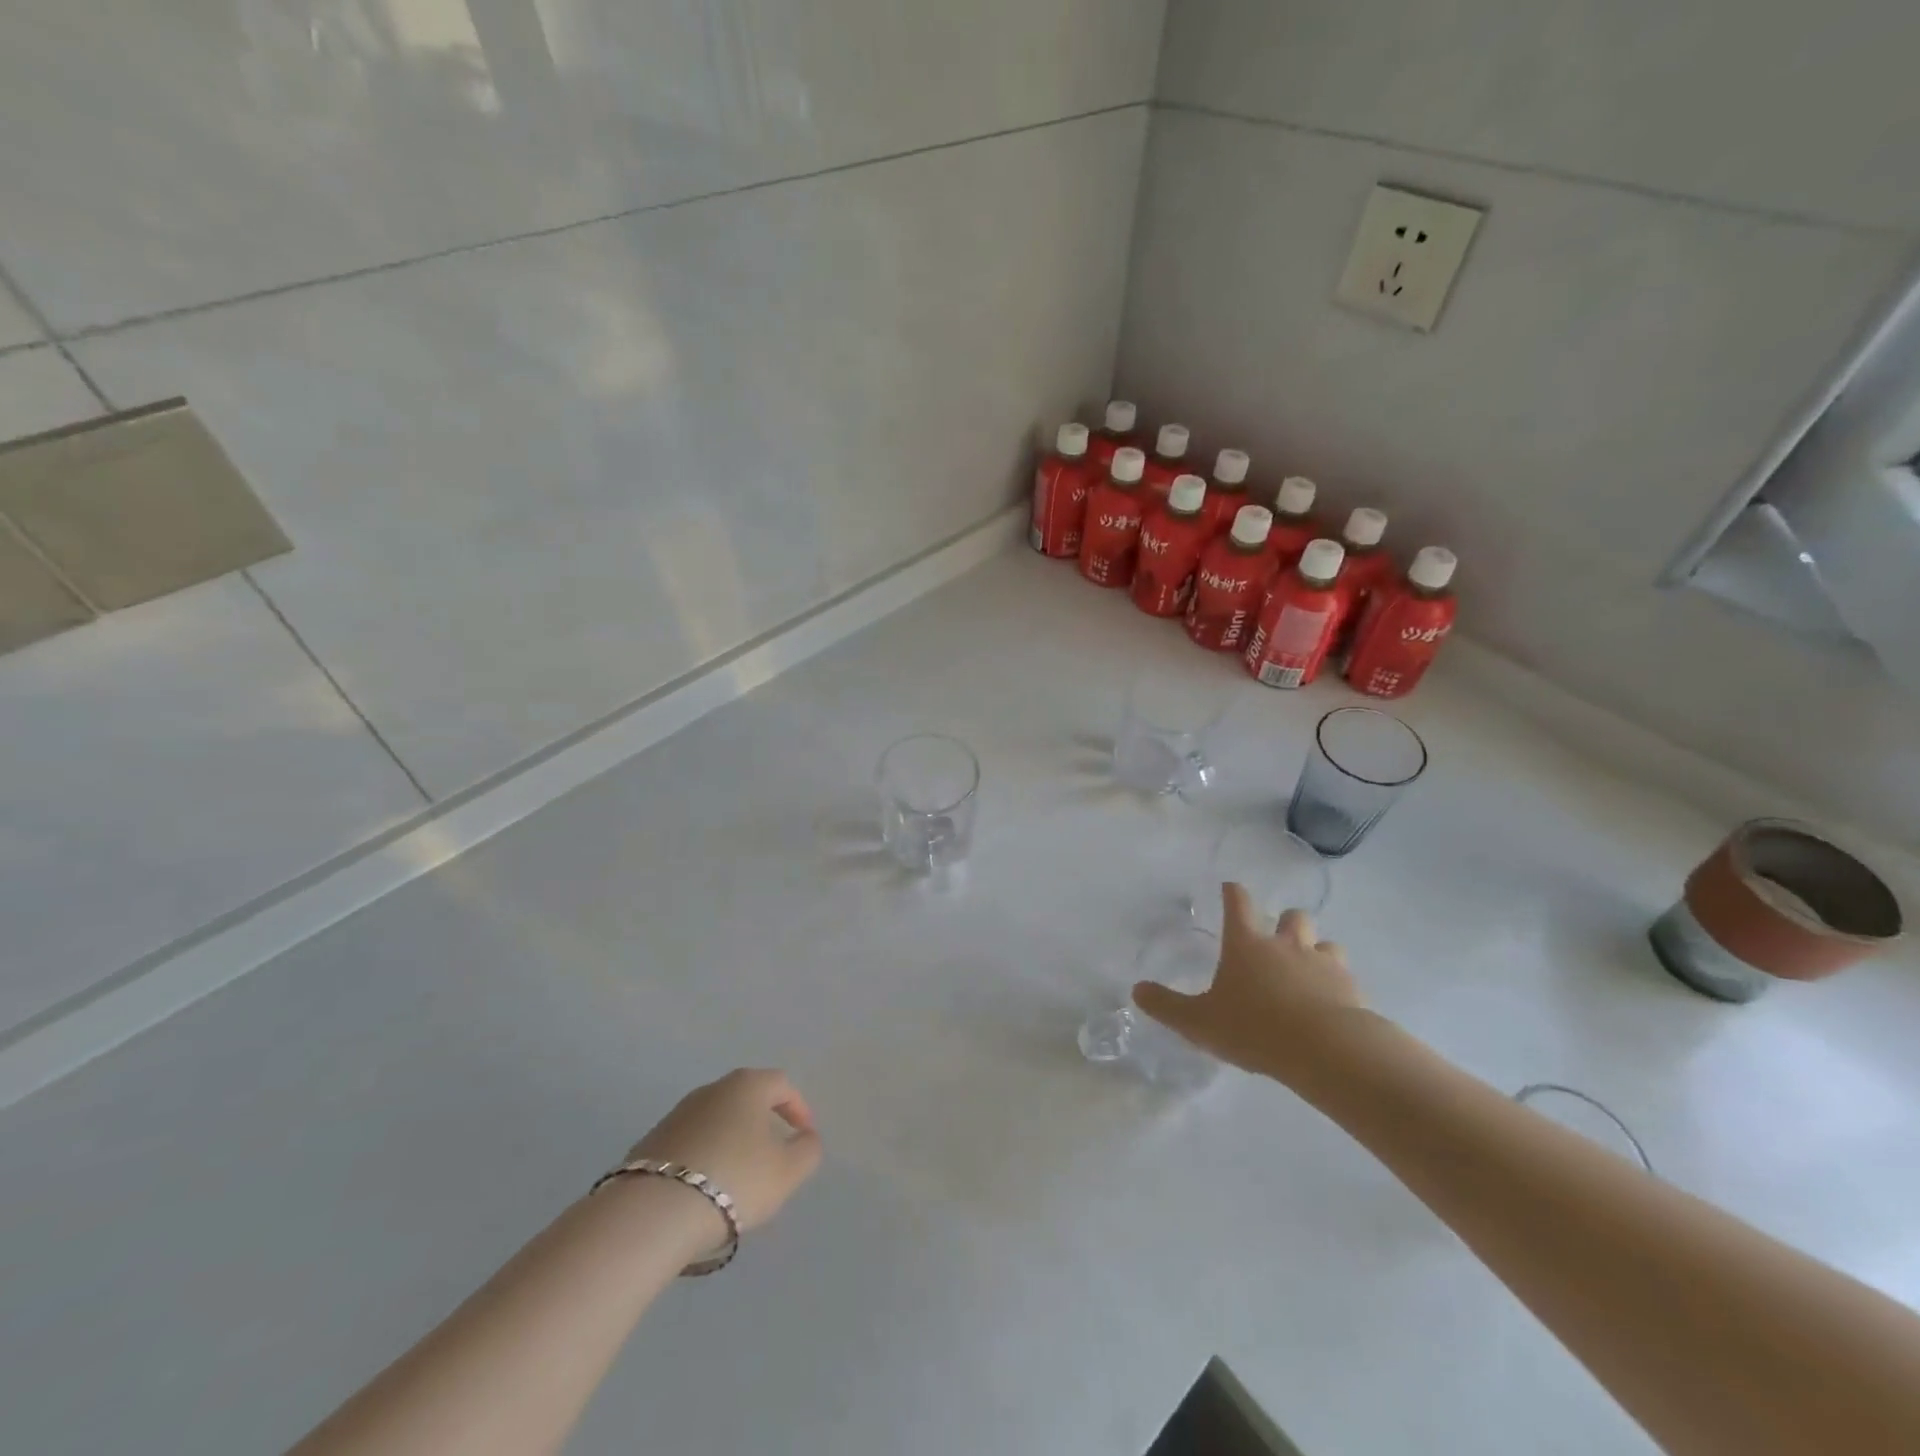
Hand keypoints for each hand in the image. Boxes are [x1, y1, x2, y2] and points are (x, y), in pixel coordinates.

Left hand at [628, 1068, 822, 1234]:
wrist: (652, 1212)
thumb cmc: (733, 1180)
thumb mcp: (787, 1171)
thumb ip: (807, 1151)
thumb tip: (806, 1138)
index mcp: (747, 1085)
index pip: (781, 1084)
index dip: (798, 1108)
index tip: (803, 1136)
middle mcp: (711, 1089)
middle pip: (746, 1099)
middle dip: (762, 1124)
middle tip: (772, 1156)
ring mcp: (676, 1114)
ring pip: (716, 1121)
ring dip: (731, 1142)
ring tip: (737, 1179)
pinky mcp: (650, 1143)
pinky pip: (690, 1144)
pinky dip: (704, 1158)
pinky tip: (703, 1190)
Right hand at [1134, 883, 1365, 1083]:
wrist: (1325, 1049)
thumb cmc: (1254, 1028)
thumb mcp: (1199, 1022)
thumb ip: (1167, 1005)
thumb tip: (1136, 990)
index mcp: (1247, 944)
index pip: (1238, 903)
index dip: (1233, 892)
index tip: (1230, 888)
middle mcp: (1286, 945)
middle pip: (1292, 916)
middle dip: (1286, 922)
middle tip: (1277, 940)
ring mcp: (1323, 963)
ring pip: (1325, 942)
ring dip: (1317, 950)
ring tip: (1309, 970)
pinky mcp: (1351, 988)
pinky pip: (1345, 974)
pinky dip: (1337, 982)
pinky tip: (1332, 1002)